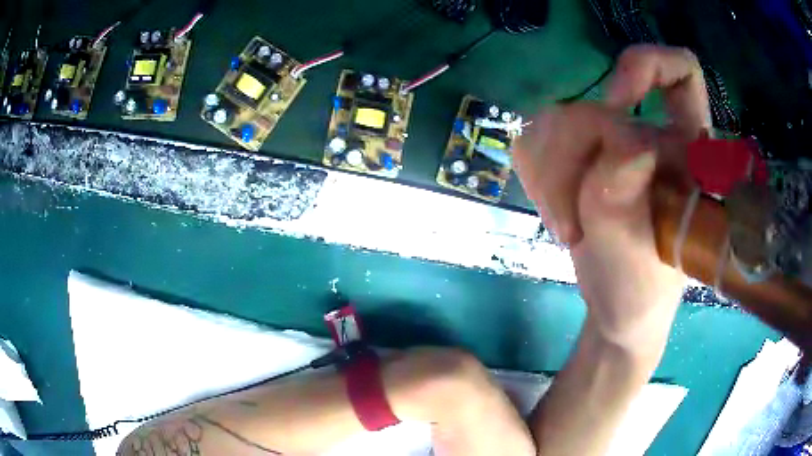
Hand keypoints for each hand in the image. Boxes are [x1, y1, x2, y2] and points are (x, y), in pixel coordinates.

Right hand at [514, 45, 711, 352]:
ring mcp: (611, 140)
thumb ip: (624, 193)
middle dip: (567, 167)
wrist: (619, 308)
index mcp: (685, 149)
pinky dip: (536, 178)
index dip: (648, 66)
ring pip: (552, 120)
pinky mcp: (579, 154)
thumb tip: (620, 134)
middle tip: (570, 225)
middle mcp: (649, 132)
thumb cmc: (640, 289)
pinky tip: (555, 211)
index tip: (618, 103)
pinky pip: (535, 139)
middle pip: (591, 106)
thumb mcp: (634, 252)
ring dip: (549, 180)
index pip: (682, 71)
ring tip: (566, 228)